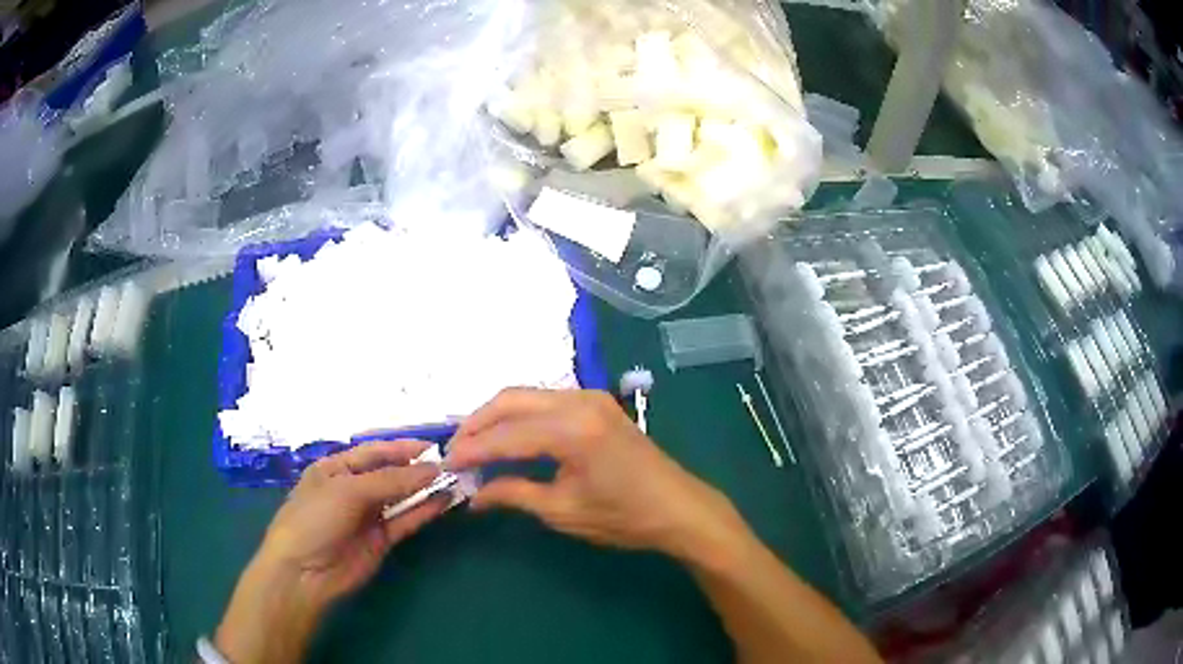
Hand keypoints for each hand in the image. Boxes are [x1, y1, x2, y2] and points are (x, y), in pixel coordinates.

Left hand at [215, 440, 446, 663]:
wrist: (304, 571)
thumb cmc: (315, 518)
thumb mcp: (348, 491)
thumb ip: (390, 480)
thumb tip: (431, 469)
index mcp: (336, 468)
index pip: (374, 452)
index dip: (402, 448)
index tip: (434, 447)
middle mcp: (353, 488)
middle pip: (390, 474)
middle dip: (418, 469)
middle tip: (452, 464)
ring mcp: (368, 515)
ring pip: (401, 498)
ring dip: (425, 490)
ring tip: (455, 480)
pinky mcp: (381, 539)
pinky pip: (405, 521)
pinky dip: (424, 511)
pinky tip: (444, 502)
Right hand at [446, 389, 748, 559]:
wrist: (679, 508)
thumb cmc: (623, 516)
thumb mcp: (562, 511)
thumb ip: (513, 494)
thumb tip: (474, 494)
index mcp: (571, 430)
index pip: (505, 435)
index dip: (471, 450)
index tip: (445, 463)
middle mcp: (579, 401)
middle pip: (511, 399)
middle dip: (477, 423)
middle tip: (456, 449)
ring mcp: (591, 397)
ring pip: (528, 394)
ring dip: (498, 415)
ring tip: (475, 443)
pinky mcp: (598, 403)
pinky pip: (547, 399)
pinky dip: (522, 413)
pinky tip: (510, 435)